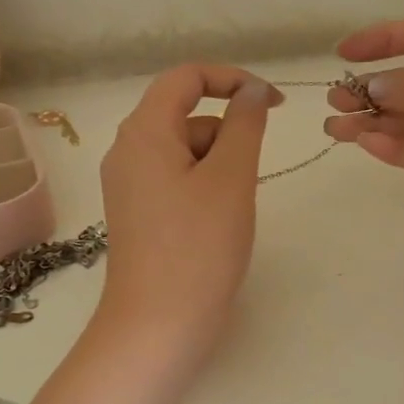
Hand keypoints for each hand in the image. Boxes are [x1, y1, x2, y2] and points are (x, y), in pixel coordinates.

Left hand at [97, 64, 278, 358]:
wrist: (158, 326)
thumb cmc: (198, 247)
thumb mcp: (231, 178)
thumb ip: (245, 124)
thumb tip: (253, 90)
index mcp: (143, 132)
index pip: (186, 77)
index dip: (233, 79)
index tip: (275, 104)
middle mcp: (128, 151)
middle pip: (187, 115)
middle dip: (228, 135)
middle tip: (247, 180)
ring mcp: (130, 184)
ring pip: (187, 150)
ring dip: (220, 164)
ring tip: (232, 211)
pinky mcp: (139, 212)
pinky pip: (178, 179)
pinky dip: (206, 186)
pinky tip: (218, 223)